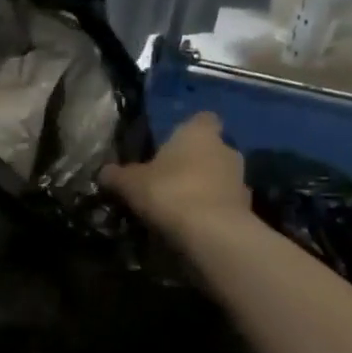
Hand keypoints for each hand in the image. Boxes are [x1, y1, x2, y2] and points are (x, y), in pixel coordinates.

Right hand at [101, 111, 250, 235]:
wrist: (211, 233)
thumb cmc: (168, 192)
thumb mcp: (129, 183)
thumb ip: (116, 175)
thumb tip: (104, 172)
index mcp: (199, 133)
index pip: (202, 119)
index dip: (188, 130)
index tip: (170, 146)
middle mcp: (226, 150)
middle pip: (211, 150)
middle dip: (193, 163)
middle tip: (167, 180)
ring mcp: (241, 180)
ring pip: (219, 178)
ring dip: (203, 188)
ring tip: (177, 207)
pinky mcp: (246, 210)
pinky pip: (223, 205)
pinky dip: (210, 211)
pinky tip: (190, 226)